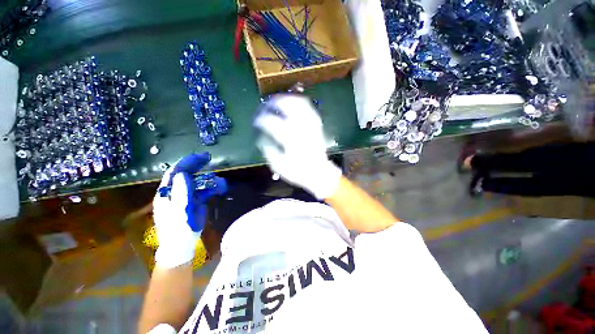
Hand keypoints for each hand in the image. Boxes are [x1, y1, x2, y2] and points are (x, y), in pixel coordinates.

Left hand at [152, 153, 225, 267]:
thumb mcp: (179, 210)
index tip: (201, 157)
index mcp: (167, 192)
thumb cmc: (177, 228)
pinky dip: (212, 188)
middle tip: (209, 159)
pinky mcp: (195, 202)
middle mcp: (176, 191)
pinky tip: (220, 188)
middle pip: (186, 174)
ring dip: (209, 180)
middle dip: (197, 166)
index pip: (175, 172)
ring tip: (220, 182)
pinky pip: (204, 191)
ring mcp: (186, 196)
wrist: (181, 244)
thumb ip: (180, 192)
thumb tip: (182, 174)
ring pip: (198, 182)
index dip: (187, 162)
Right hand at [253, 94, 341, 199]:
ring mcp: (311, 126)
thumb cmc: (299, 171)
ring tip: (279, 100)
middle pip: (289, 107)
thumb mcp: (279, 166)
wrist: (319, 173)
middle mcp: (301, 129)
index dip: (263, 120)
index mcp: (290, 140)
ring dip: (288, 99)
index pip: (273, 123)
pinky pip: (309, 109)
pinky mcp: (317, 127)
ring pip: (300, 104)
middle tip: (268, 104)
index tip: (257, 121)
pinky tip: (294, 103)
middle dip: (276, 102)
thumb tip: (261, 139)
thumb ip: (269, 151)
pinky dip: (300, 103)